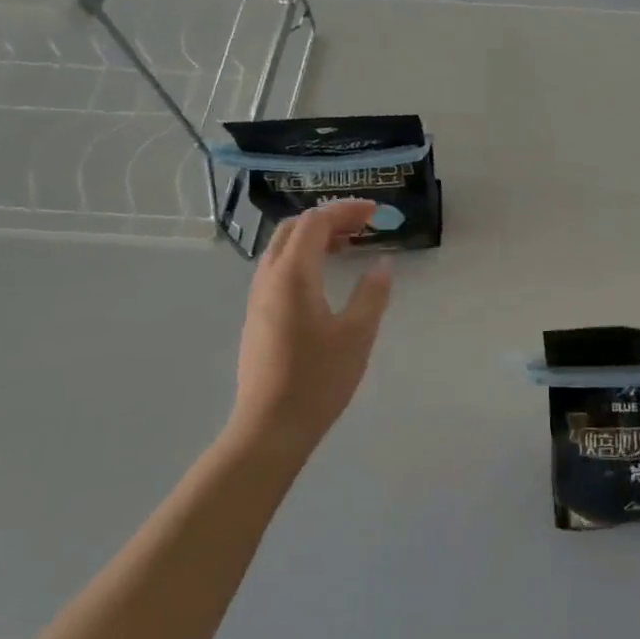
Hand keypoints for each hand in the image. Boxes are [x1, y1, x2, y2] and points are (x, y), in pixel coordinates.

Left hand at [228, 200, 393, 459]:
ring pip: (282, 248)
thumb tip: (381, 264)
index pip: (316, 222)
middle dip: (329, 218)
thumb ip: (372, 293)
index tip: (376, 213)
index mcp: (293, 275)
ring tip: (348, 246)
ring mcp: (258, 298)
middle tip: (363, 225)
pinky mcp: (258, 316)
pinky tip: (324, 278)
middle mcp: (269, 278)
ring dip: (314, 237)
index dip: (346, 210)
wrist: (270, 428)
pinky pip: (279, 268)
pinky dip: (303, 257)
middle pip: (293, 229)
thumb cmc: (318, 379)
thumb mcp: (357, 335)